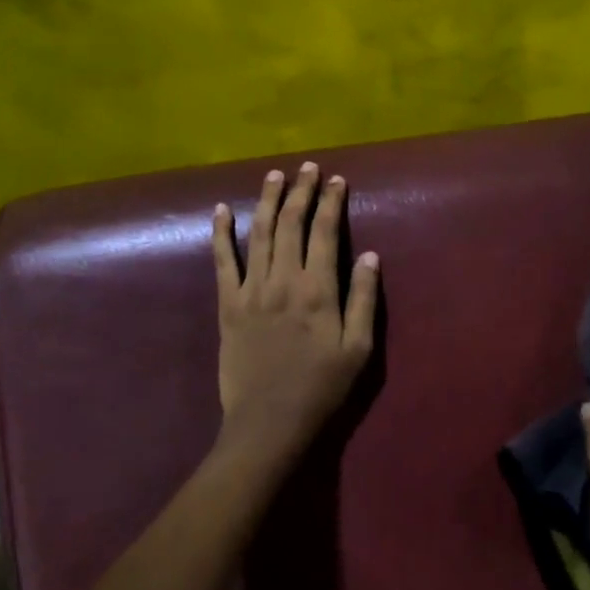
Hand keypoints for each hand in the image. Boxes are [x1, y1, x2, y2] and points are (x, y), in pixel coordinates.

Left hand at [211, 163, 379, 468]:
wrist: (269, 422)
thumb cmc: (322, 388)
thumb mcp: (358, 349)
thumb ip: (363, 298)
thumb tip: (369, 254)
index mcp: (319, 290)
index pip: (325, 233)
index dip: (330, 202)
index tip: (336, 179)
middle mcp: (284, 281)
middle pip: (290, 224)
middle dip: (300, 191)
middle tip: (307, 167)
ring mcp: (251, 291)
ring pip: (258, 234)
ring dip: (266, 201)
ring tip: (274, 175)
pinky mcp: (227, 305)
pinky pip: (222, 262)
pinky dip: (220, 234)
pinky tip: (220, 211)